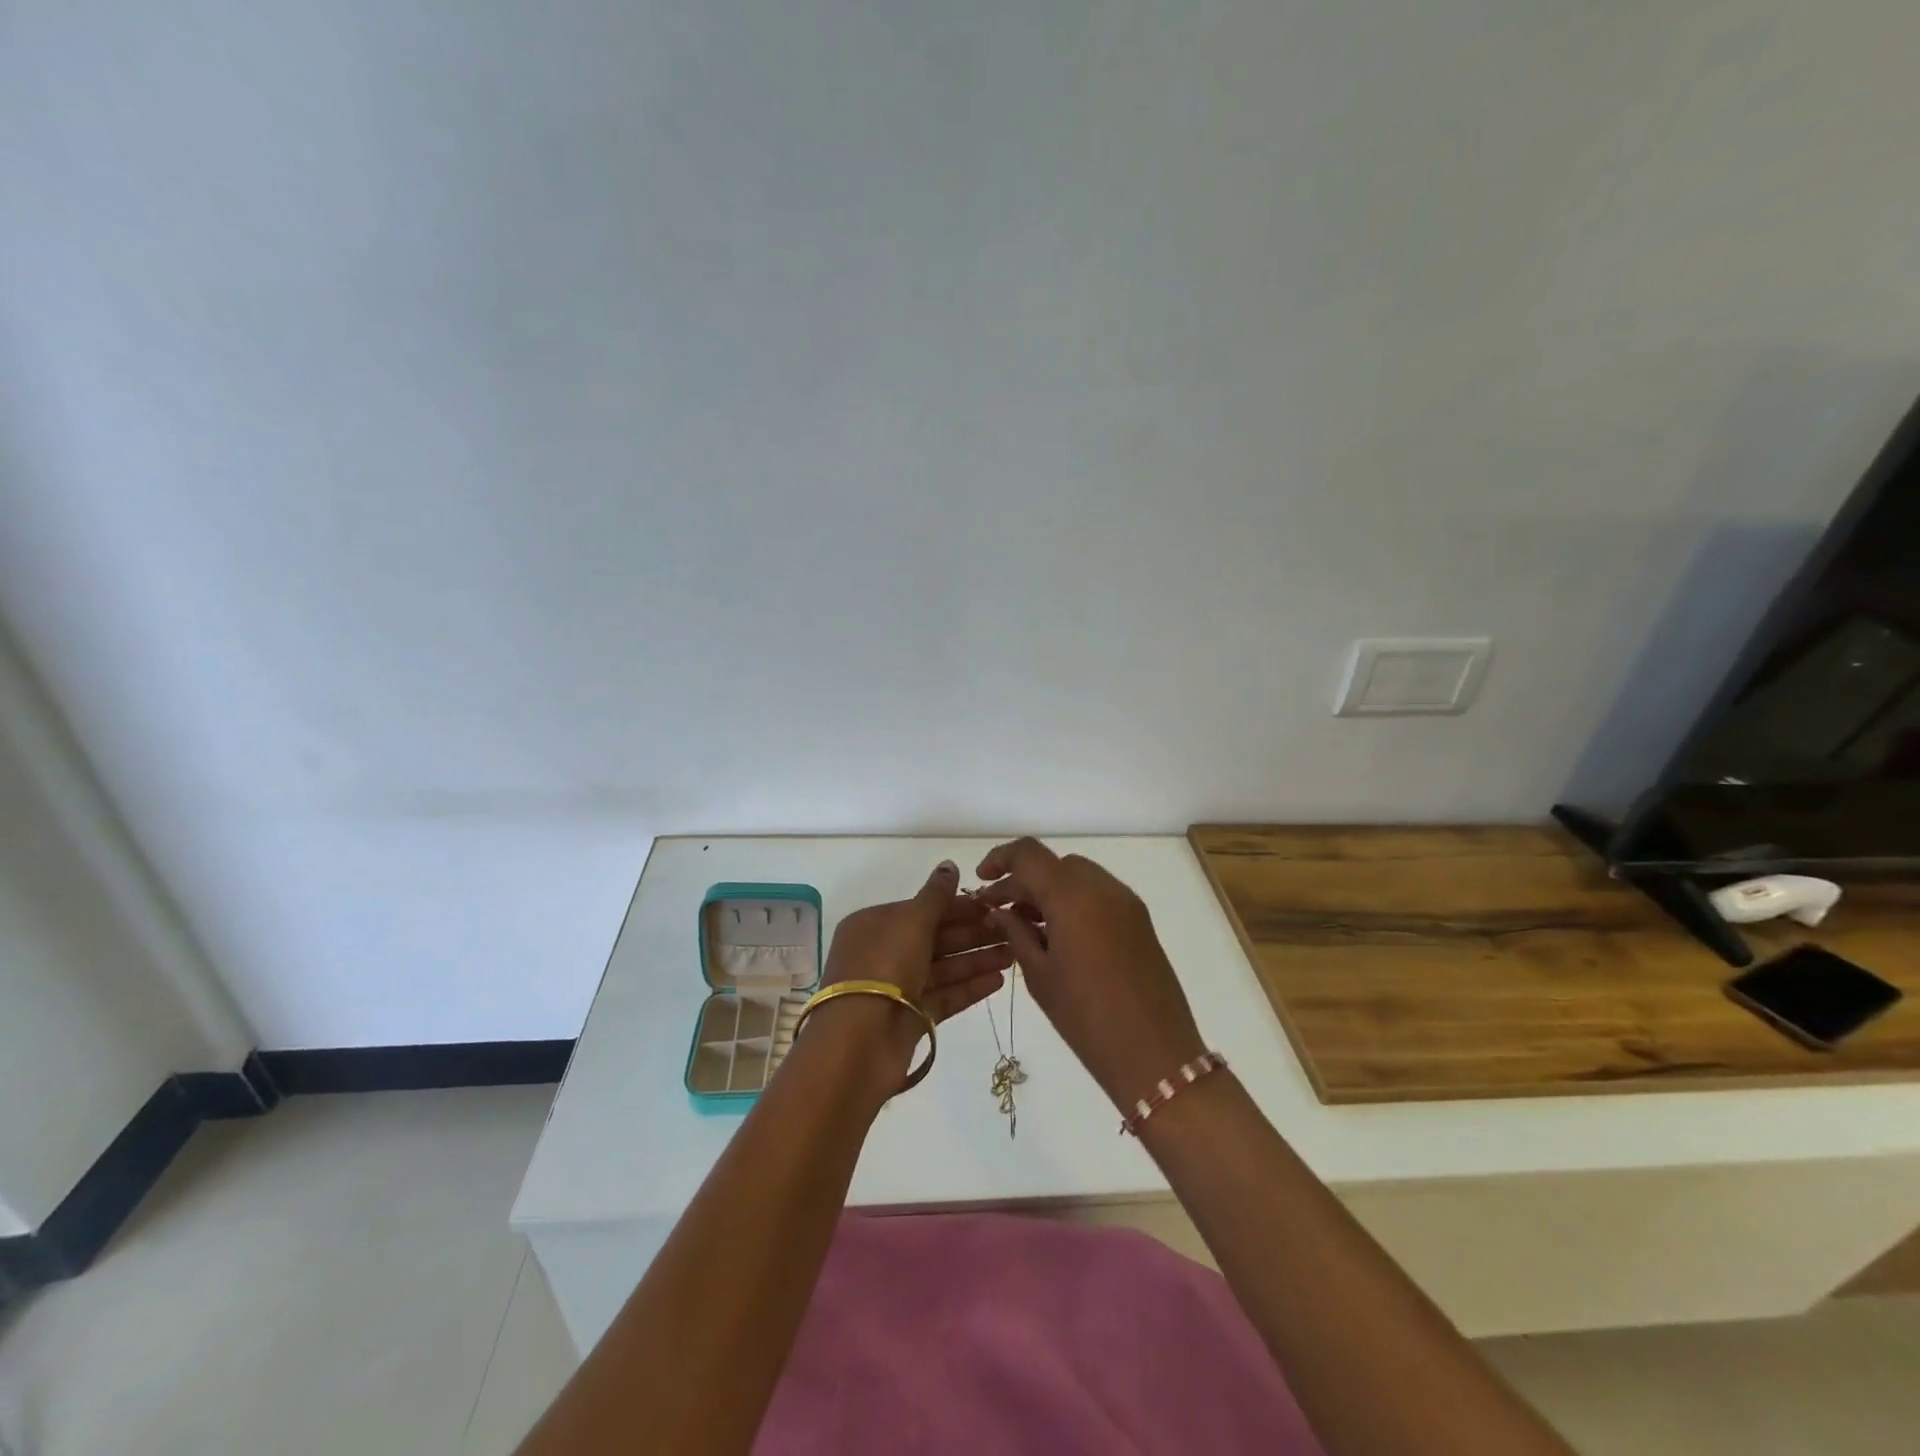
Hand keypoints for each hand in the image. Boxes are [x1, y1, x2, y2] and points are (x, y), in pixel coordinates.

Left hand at [815, 860, 1013, 1086]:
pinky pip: (944, 996)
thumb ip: (935, 895)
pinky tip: (998, 981)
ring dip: (977, 959)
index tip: (995, 906)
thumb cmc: (883, 967)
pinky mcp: (910, 1018)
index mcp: (874, 924)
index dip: (959, 906)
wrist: (859, 1042)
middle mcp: (883, 953)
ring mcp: (896, 988)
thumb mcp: (911, 921)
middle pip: (935, 938)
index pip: (923, 909)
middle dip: (973, 934)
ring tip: (1014, 955)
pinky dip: (969, 987)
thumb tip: (950, 865)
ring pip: (943, 967)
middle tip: (1013, 930)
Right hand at [975, 839, 1208, 1112]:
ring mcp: (1126, 902)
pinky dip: (1074, 901)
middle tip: (1002, 910)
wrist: (1155, 1055)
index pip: (1029, 854)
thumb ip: (1016, 933)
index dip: (1001, 859)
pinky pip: (1099, 894)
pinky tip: (1059, 935)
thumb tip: (999, 910)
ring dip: (1050, 890)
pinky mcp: (1140, 920)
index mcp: (1073, 897)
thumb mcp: (1040, 976)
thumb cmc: (1086, 1018)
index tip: (983, 881)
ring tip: (1028, 925)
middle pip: (1055, 864)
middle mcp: (1102, 887)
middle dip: (1025, 880)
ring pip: (1079, 876)